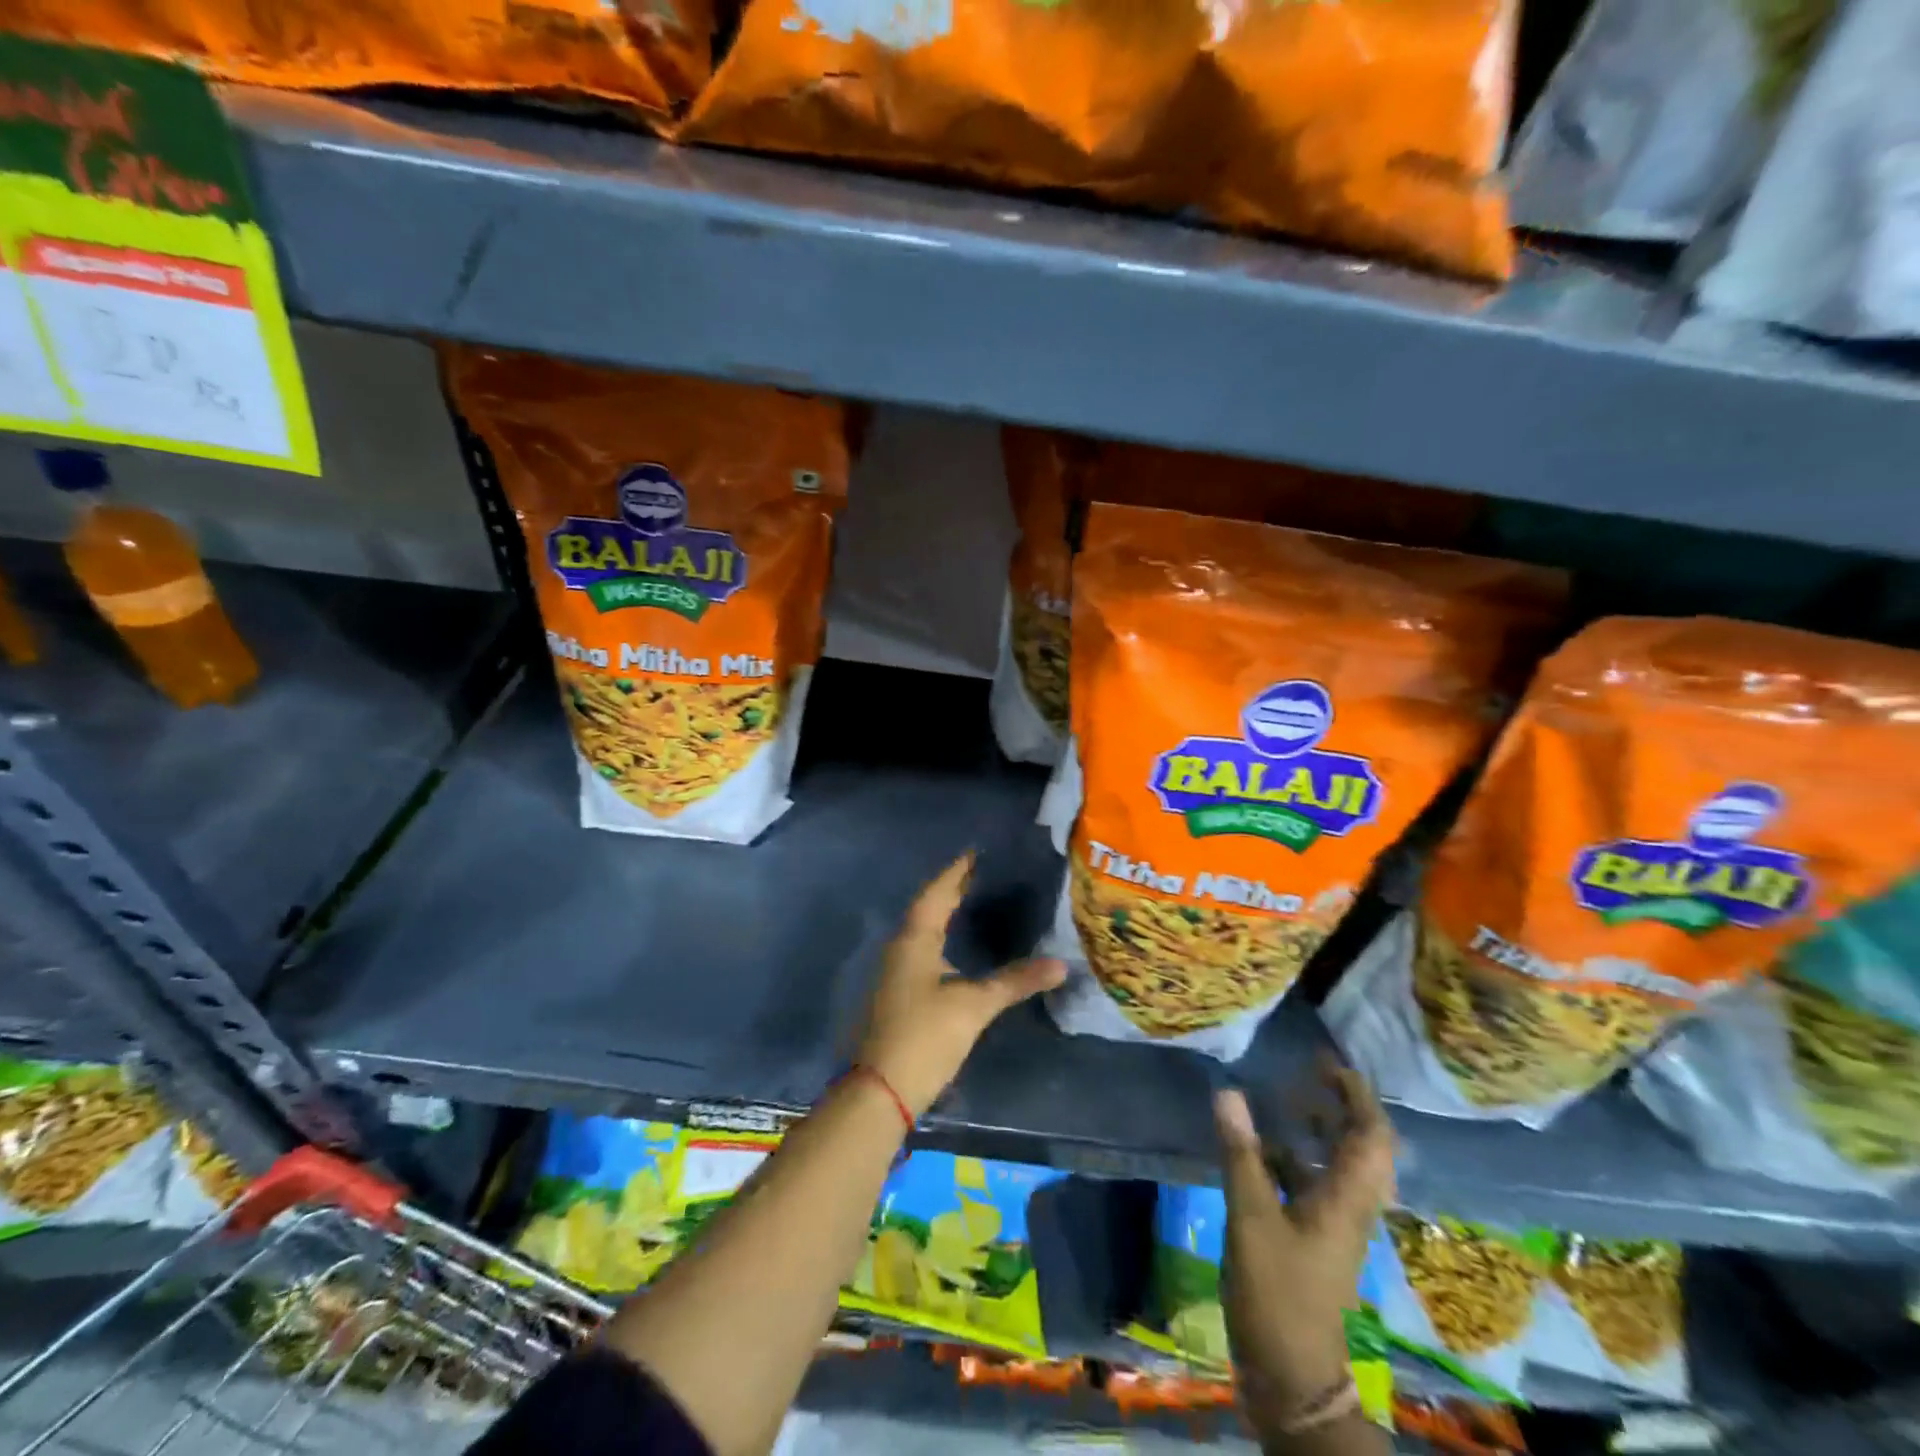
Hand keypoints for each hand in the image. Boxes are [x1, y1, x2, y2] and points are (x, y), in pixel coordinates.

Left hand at [856, 854, 1066, 1117]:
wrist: (881, 1091)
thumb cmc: (925, 1037)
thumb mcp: (974, 1006)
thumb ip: (1015, 981)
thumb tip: (1061, 964)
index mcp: (914, 940)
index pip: (936, 893)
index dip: (956, 872)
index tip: (975, 853)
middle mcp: (900, 949)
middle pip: (927, 909)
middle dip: (951, 890)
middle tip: (980, 872)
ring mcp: (896, 973)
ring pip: (923, 931)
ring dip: (944, 914)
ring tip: (971, 902)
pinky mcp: (898, 994)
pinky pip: (921, 951)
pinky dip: (941, 939)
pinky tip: (955, 949)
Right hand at [1216, 1059, 1395, 1418]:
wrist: (1294, 1379)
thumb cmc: (1280, 1294)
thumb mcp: (1253, 1219)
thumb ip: (1241, 1154)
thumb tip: (1227, 1091)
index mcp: (1346, 1198)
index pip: (1371, 1136)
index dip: (1356, 1096)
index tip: (1327, 1062)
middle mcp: (1348, 1207)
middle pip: (1361, 1148)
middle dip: (1341, 1106)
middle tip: (1307, 1075)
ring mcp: (1331, 1226)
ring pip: (1336, 1165)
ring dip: (1318, 1131)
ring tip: (1284, 1100)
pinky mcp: (1312, 1242)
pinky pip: (1311, 1185)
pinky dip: (1292, 1159)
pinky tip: (1260, 1149)